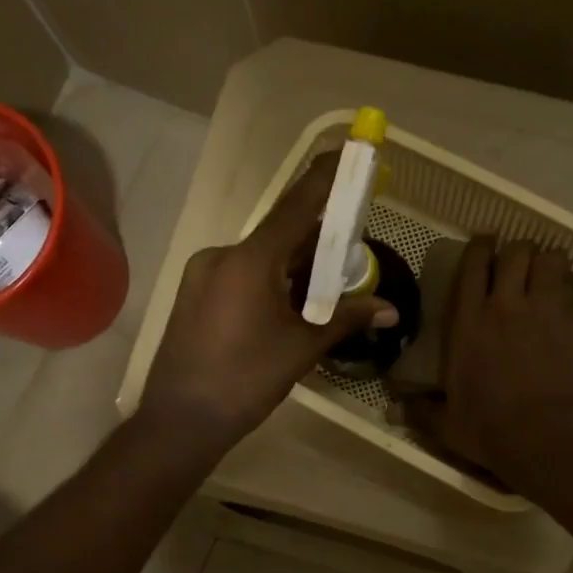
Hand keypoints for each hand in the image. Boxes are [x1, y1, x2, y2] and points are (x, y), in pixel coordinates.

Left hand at [141, 151, 394, 450]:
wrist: (181, 421)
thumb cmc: (246, 381)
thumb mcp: (302, 348)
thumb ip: (346, 319)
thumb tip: (390, 309)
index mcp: (249, 260)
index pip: (296, 206)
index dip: (326, 178)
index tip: (349, 151)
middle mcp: (222, 255)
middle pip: (280, 235)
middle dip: (317, 239)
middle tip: (351, 247)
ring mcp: (203, 274)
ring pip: (260, 258)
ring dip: (294, 266)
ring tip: (325, 286)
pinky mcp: (194, 295)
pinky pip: (241, 275)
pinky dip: (270, 281)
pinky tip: (289, 305)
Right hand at [407, 238, 572, 490]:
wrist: (547, 438)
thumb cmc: (490, 430)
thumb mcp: (446, 424)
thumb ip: (421, 411)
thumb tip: (391, 410)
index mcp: (470, 321)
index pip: (474, 264)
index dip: (480, 246)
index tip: (484, 244)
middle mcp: (509, 304)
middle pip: (518, 252)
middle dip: (519, 253)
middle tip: (520, 266)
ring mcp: (550, 310)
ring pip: (555, 261)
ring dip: (553, 265)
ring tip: (552, 277)